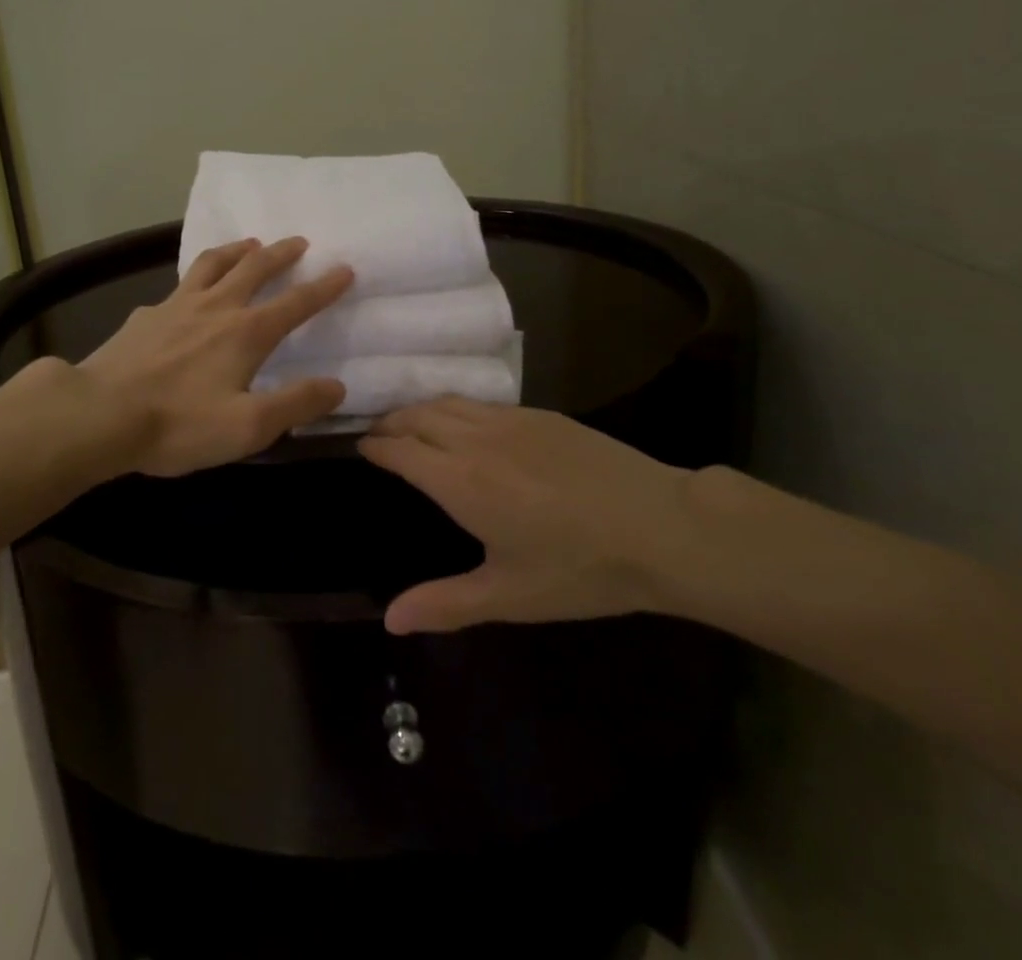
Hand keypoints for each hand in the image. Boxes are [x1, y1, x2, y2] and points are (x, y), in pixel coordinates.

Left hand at [74, 237, 353, 477]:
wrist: (99, 414)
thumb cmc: (179, 424)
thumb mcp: (249, 426)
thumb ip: (296, 404)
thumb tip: (337, 386)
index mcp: (246, 332)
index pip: (296, 302)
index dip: (324, 286)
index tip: (344, 268)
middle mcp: (215, 308)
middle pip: (254, 268)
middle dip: (281, 253)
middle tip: (299, 241)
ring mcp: (176, 306)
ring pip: (213, 264)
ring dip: (237, 250)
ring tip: (250, 244)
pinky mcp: (145, 316)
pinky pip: (178, 287)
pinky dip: (195, 281)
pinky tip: (188, 294)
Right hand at [360, 399, 698, 633]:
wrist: (661, 527)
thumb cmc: (581, 569)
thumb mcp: (510, 596)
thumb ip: (445, 604)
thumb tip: (389, 620)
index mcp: (460, 480)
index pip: (400, 449)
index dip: (375, 447)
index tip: (360, 448)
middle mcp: (476, 439)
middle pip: (417, 416)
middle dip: (391, 423)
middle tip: (378, 436)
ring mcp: (511, 421)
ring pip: (449, 402)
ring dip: (420, 409)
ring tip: (411, 424)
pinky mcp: (542, 415)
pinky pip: (481, 403)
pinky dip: (456, 407)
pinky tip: (467, 425)